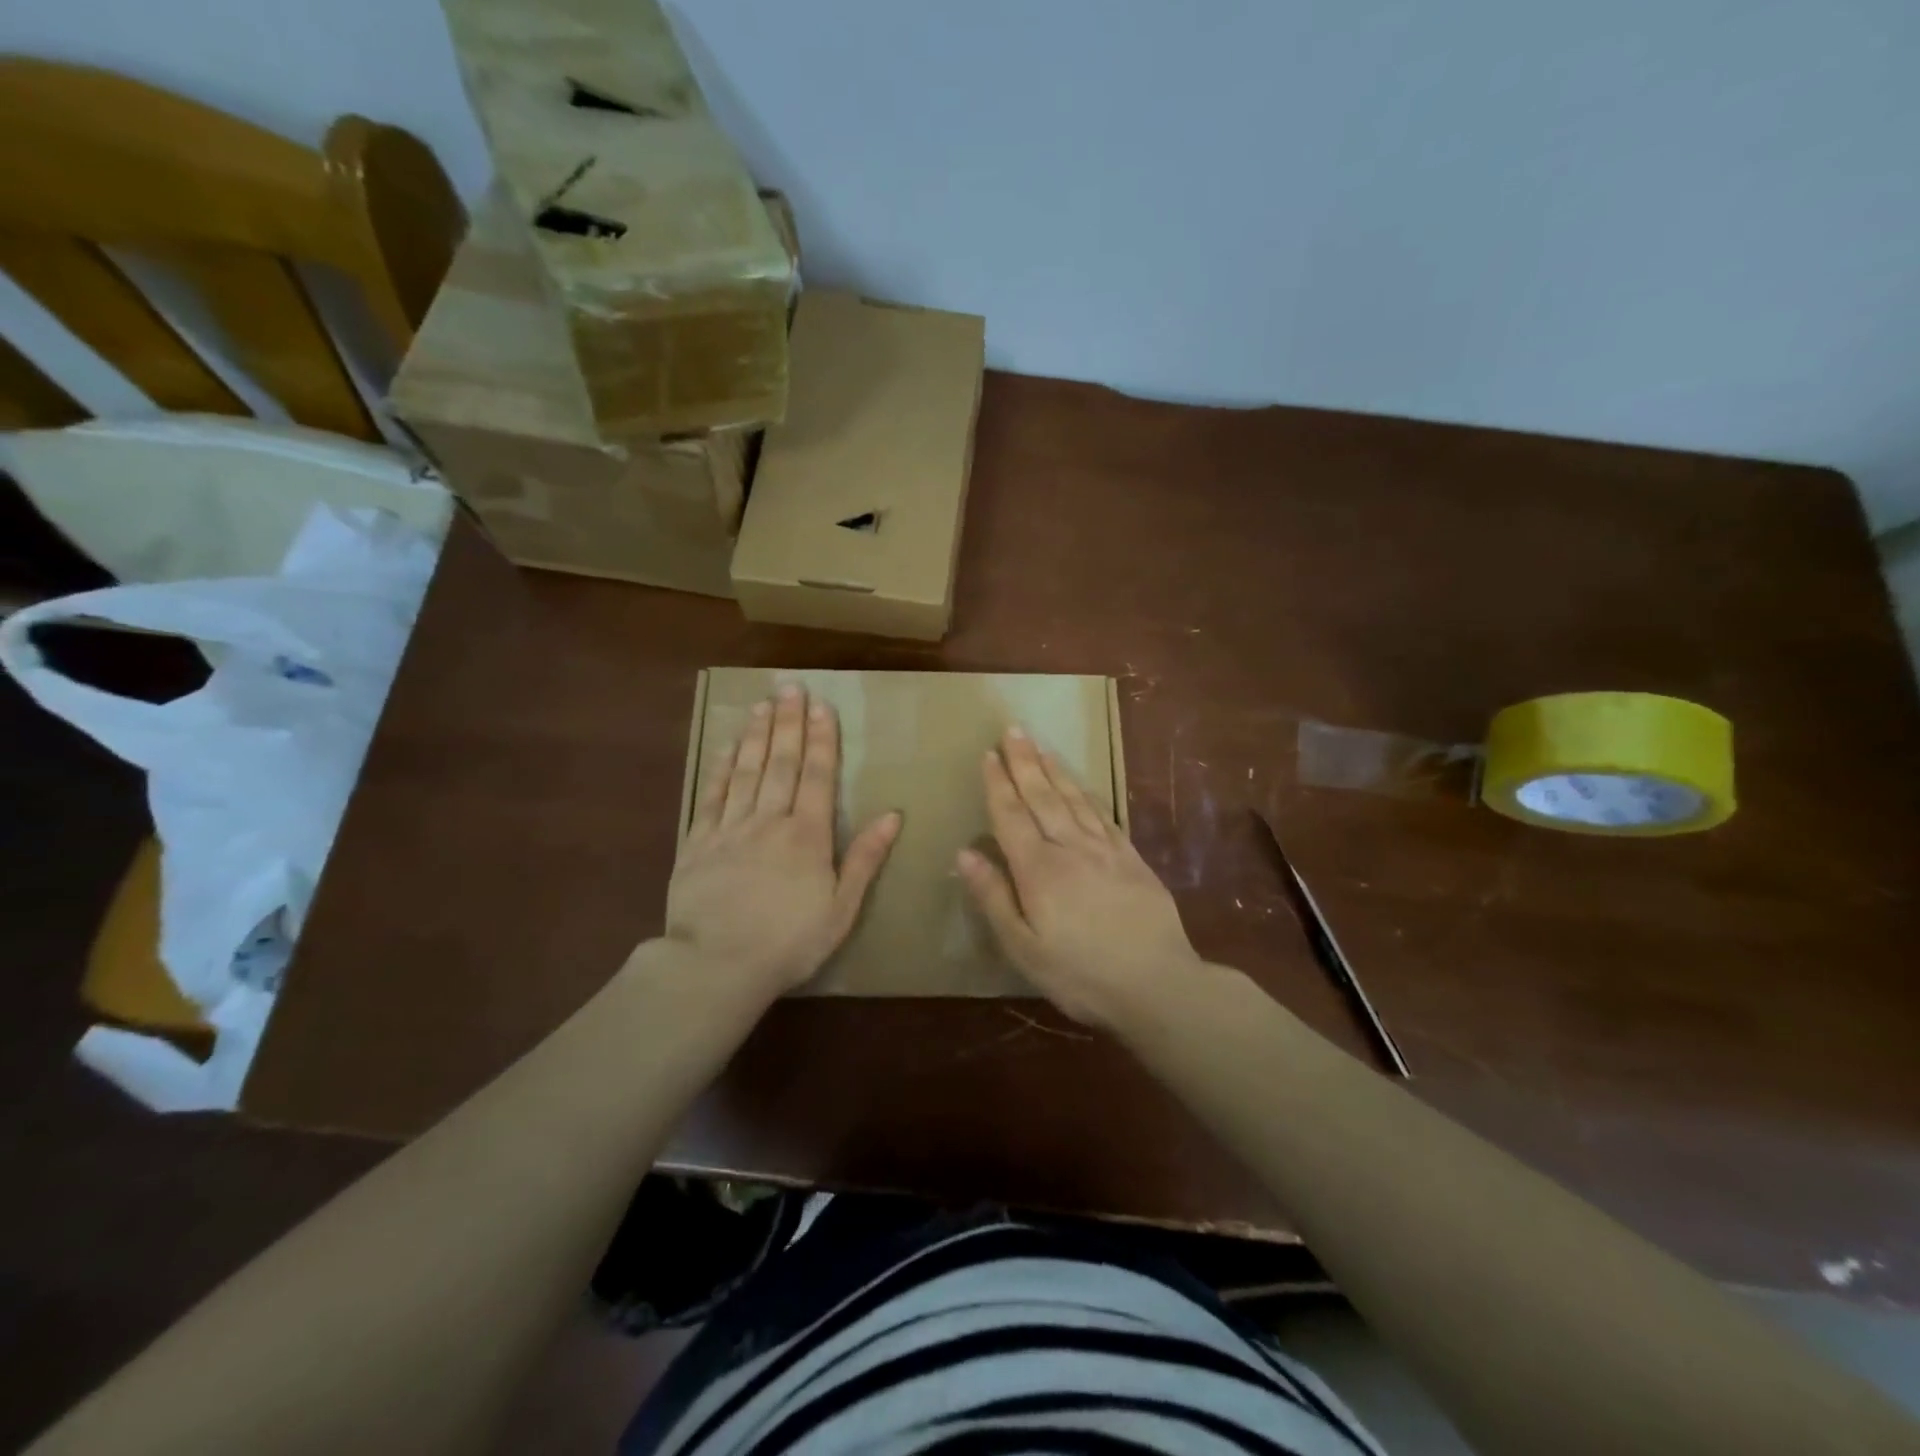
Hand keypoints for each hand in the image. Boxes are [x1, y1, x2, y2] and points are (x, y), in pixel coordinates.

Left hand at [665, 685, 900, 999]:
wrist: (715, 966)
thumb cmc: (789, 942)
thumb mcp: (841, 908)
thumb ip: (864, 858)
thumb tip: (892, 815)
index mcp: (807, 835)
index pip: (817, 775)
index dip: (821, 738)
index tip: (822, 706)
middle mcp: (768, 820)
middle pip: (780, 762)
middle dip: (789, 722)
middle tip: (791, 687)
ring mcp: (729, 828)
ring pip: (746, 770)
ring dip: (757, 735)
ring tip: (764, 704)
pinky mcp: (698, 842)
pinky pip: (712, 794)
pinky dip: (722, 767)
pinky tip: (729, 746)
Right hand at [958, 727, 1201, 1027]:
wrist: (1158, 984)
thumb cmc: (1081, 975)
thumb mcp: (1024, 949)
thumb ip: (994, 898)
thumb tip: (965, 853)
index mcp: (1039, 870)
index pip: (1011, 816)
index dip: (998, 784)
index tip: (988, 754)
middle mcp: (1070, 848)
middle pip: (1042, 796)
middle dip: (1025, 762)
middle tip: (1013, 730)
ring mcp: (1105, 850)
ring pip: (1074, 798)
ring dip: (1054, 770)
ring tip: (1041, 745)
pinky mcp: (1132, 858)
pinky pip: (1104, 814)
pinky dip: (1088, 793)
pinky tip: (1082, 784)